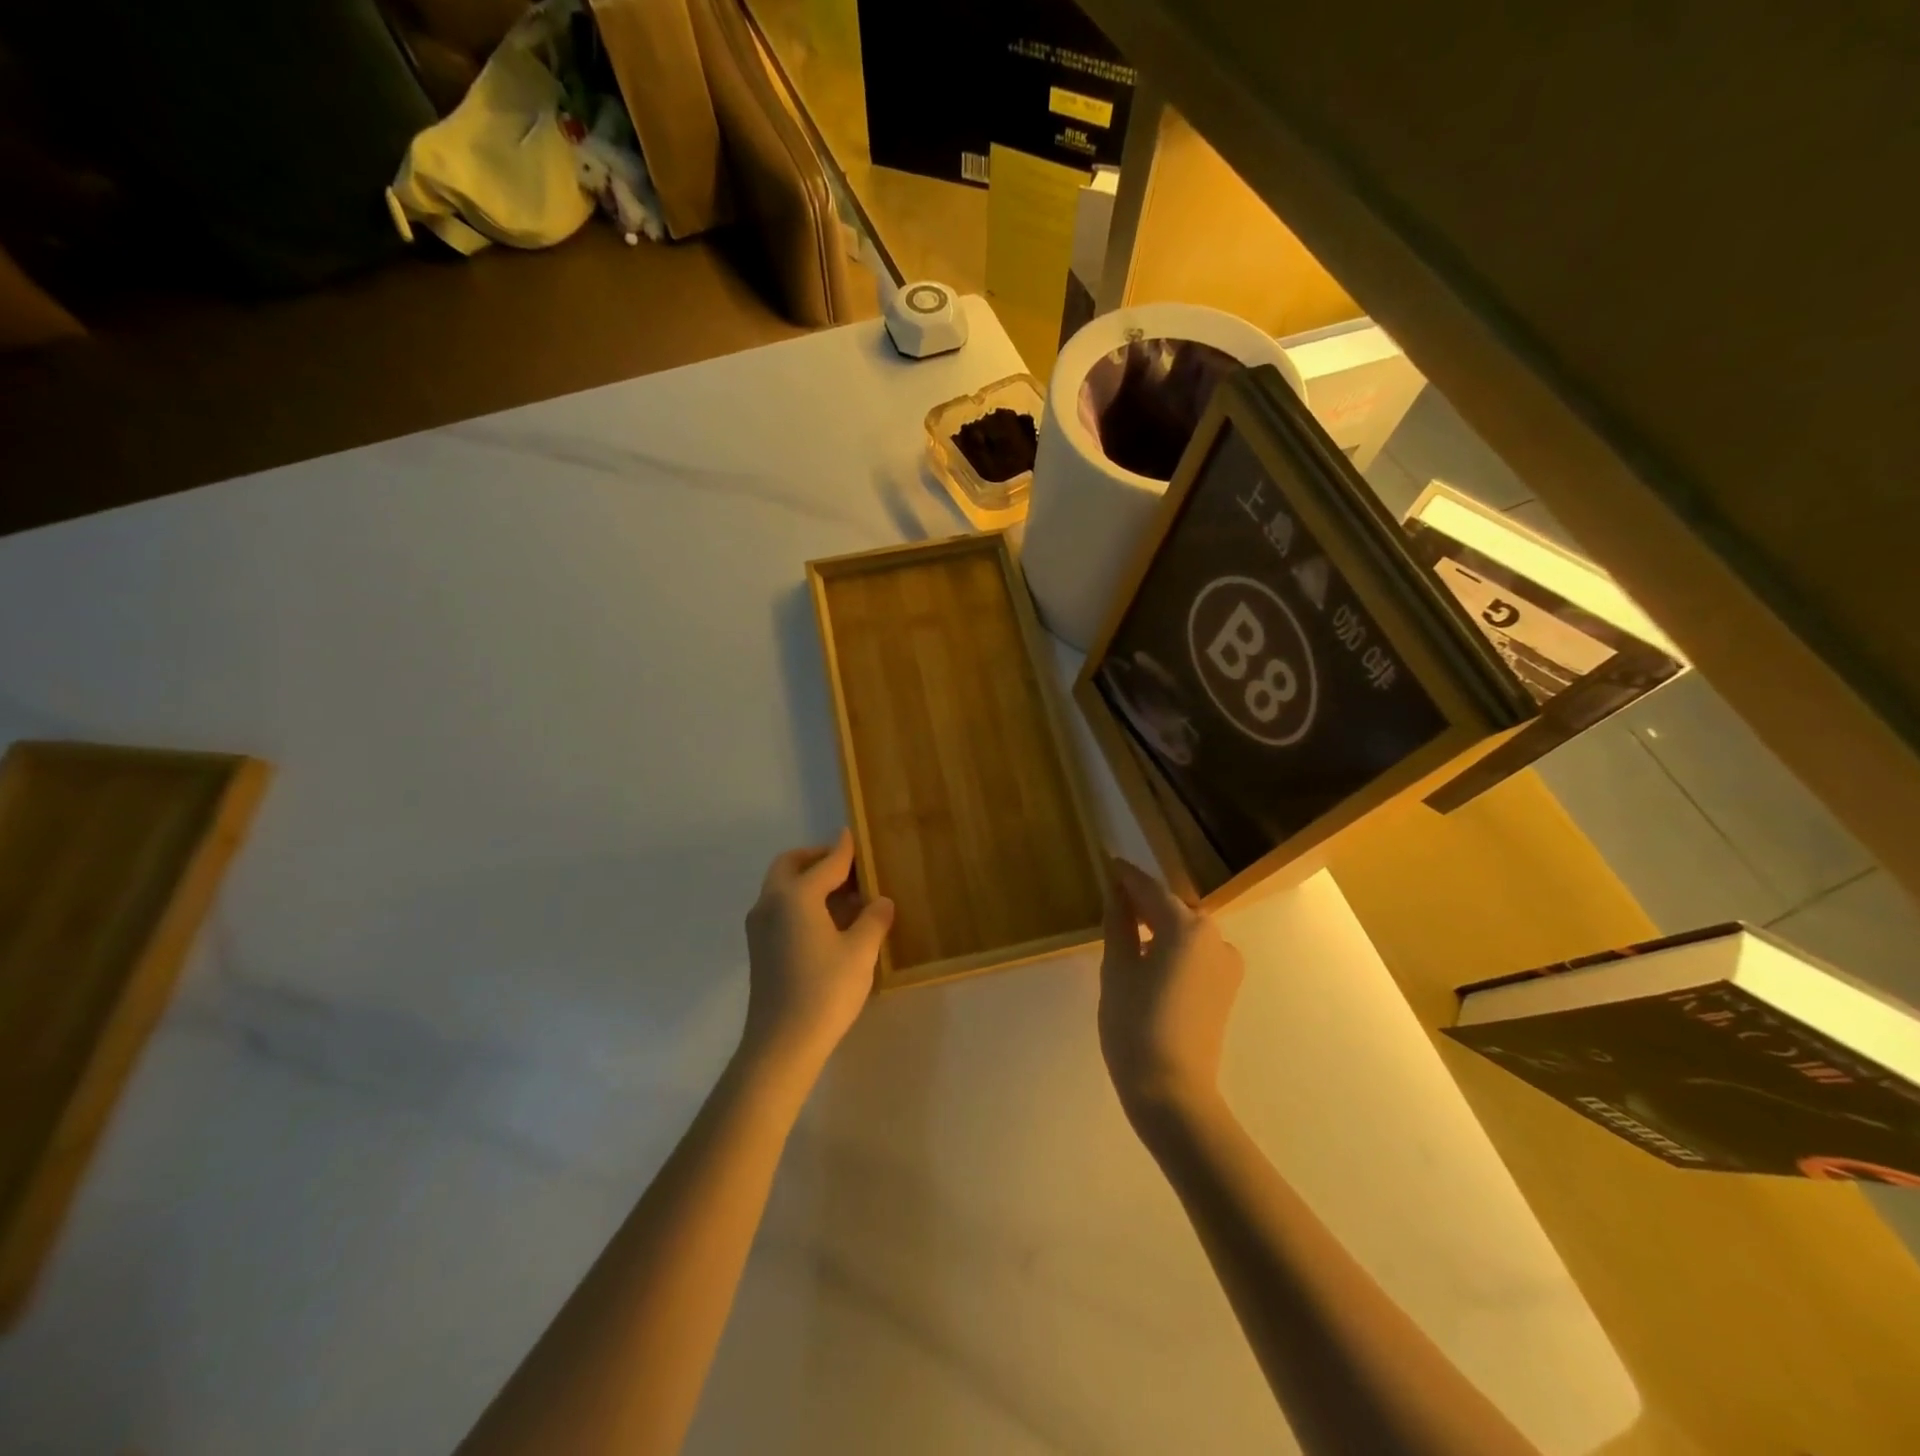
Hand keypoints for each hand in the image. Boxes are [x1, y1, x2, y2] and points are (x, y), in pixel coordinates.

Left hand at [741, 829, 894, 1070]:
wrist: (781, 1044)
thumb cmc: (825, 991)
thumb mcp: (860, 952)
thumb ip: (873, 919)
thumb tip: (881, 901)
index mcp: (796, 896)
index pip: (826, 863)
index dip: (843, 849)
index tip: (853, 835)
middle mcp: (771, 902)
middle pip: (791, 865)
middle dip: (817, 859)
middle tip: (847, 867)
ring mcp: (760, 926)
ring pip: (782, 886)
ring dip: (808, 881)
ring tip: (845, 895)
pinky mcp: (759, 947)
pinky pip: (780, 907)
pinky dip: (800, 901)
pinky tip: (828, 921)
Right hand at [1099, 857, 1243, 1126]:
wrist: (1173, 1092)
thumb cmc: (1135, 1024)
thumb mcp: (1118, 968)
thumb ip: (1119, 923)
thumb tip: (1118, 893)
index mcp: (1187, 927)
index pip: (1151, 890)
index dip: (1127, 876)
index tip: (1109, 861)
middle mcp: (1215, 937)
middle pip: (1173, 908)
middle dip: (1145, 901)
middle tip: (1114, 896)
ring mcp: (1226, 964)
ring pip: (1186, 931)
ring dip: (1159, 925)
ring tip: (1128, 929)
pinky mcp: (1226, 988)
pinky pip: (1195, 952)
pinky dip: (1172, 947)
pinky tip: (1149, 958)